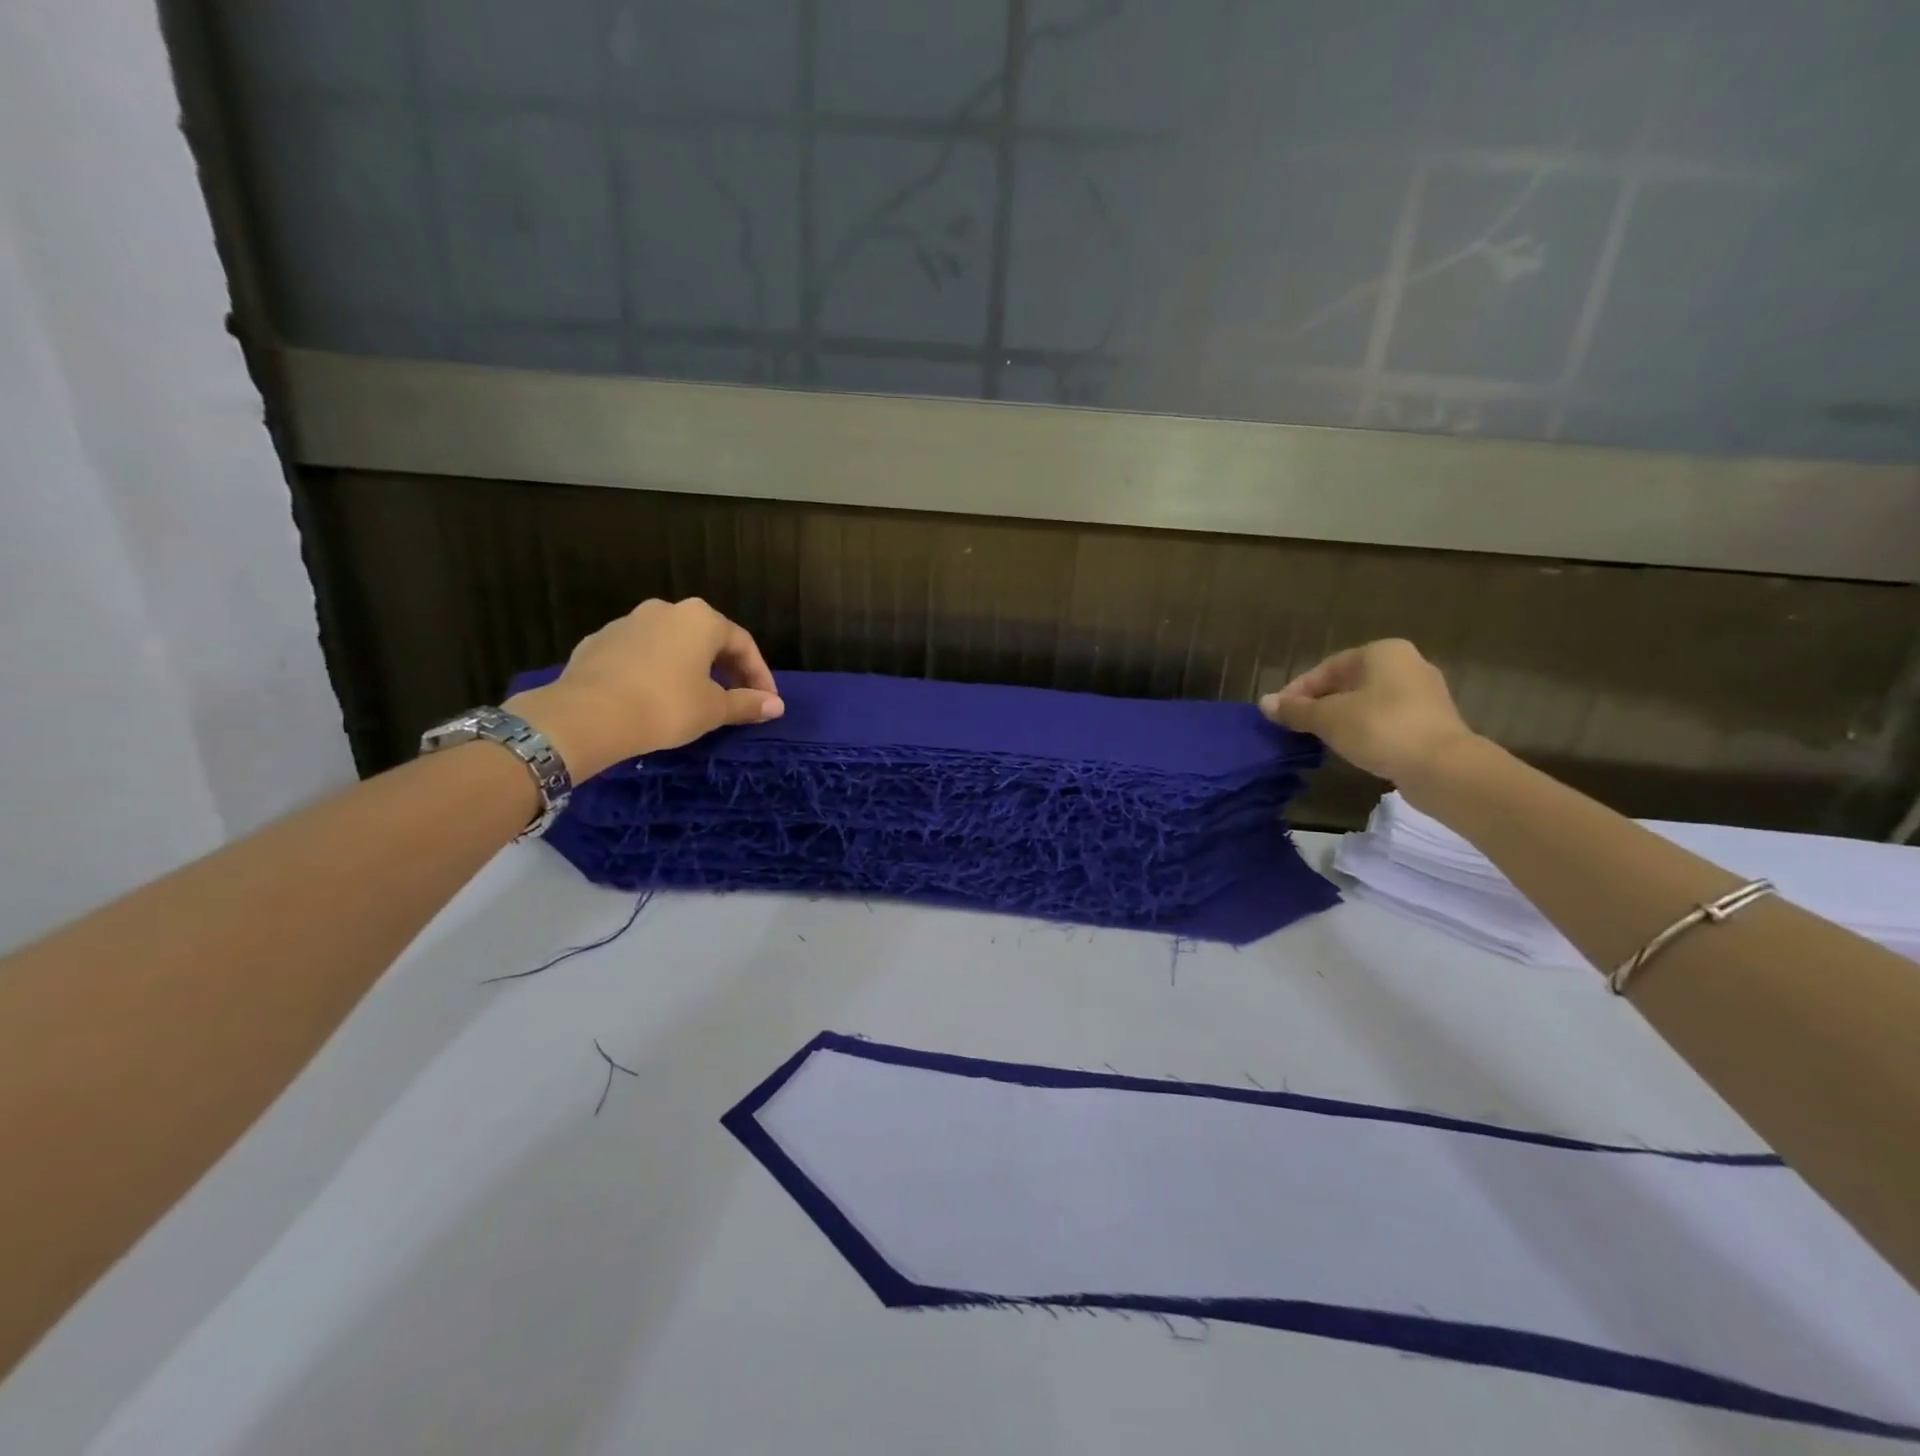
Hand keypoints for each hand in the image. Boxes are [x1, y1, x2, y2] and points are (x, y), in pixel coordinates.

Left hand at [506, 598, 782, 777]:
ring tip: (694, 698)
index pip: (743, 644)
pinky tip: (654, 697)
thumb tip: (776, 706)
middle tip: (735, 699)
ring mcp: (628, 622)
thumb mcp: (714, 709)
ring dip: (689, 668)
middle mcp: (666, 610)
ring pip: (671, 644)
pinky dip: (655, 671)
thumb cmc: (666, 706)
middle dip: (726, 669)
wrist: (588, 714)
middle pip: (707, 638)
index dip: (759, 675)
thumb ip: (747, 704)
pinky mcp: (598, 641)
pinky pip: (639, 654)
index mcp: (701, 619)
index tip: (766, 702)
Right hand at [1259, 639, 1477, 784]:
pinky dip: (1365, 729)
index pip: (1327, 668)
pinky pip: (1387, 719)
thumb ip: (1295, 710)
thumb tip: (1264, 702)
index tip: (1280, 714)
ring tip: (1319, 738)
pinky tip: (1352, 747)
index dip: (1298, 691)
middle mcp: (1406, 664)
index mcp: (1381, 652)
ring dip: (1341, 718)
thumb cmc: (1380, 728)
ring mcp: (1424, 693)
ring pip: (1367, 701)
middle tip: (1296, 726)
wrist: (1443, 767)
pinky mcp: (1432, 721)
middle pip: (1348, 683)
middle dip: (1319, 704)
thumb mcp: (1328, 718)